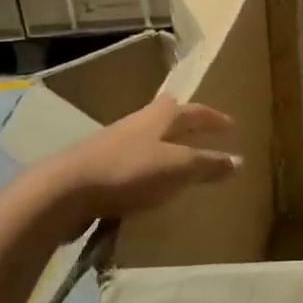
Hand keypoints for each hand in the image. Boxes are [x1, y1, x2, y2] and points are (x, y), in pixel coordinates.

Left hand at [31, 95, 239, 240]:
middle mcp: (135, 124)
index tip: (230, 125)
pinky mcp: (94, 169)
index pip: (193, 110)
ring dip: (162, 148)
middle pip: (163, 116)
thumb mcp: (177, 168)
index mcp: (158, 118)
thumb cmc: (128, 171)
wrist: (62, 192)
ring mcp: (111, 145)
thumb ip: (208, 165)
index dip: (212, 117)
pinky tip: (145, 187)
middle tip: (198, 131)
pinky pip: (128, 164)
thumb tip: (239, 160)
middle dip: (183, 122)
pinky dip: (143, 170)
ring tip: (176, 163)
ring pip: (144, 140)